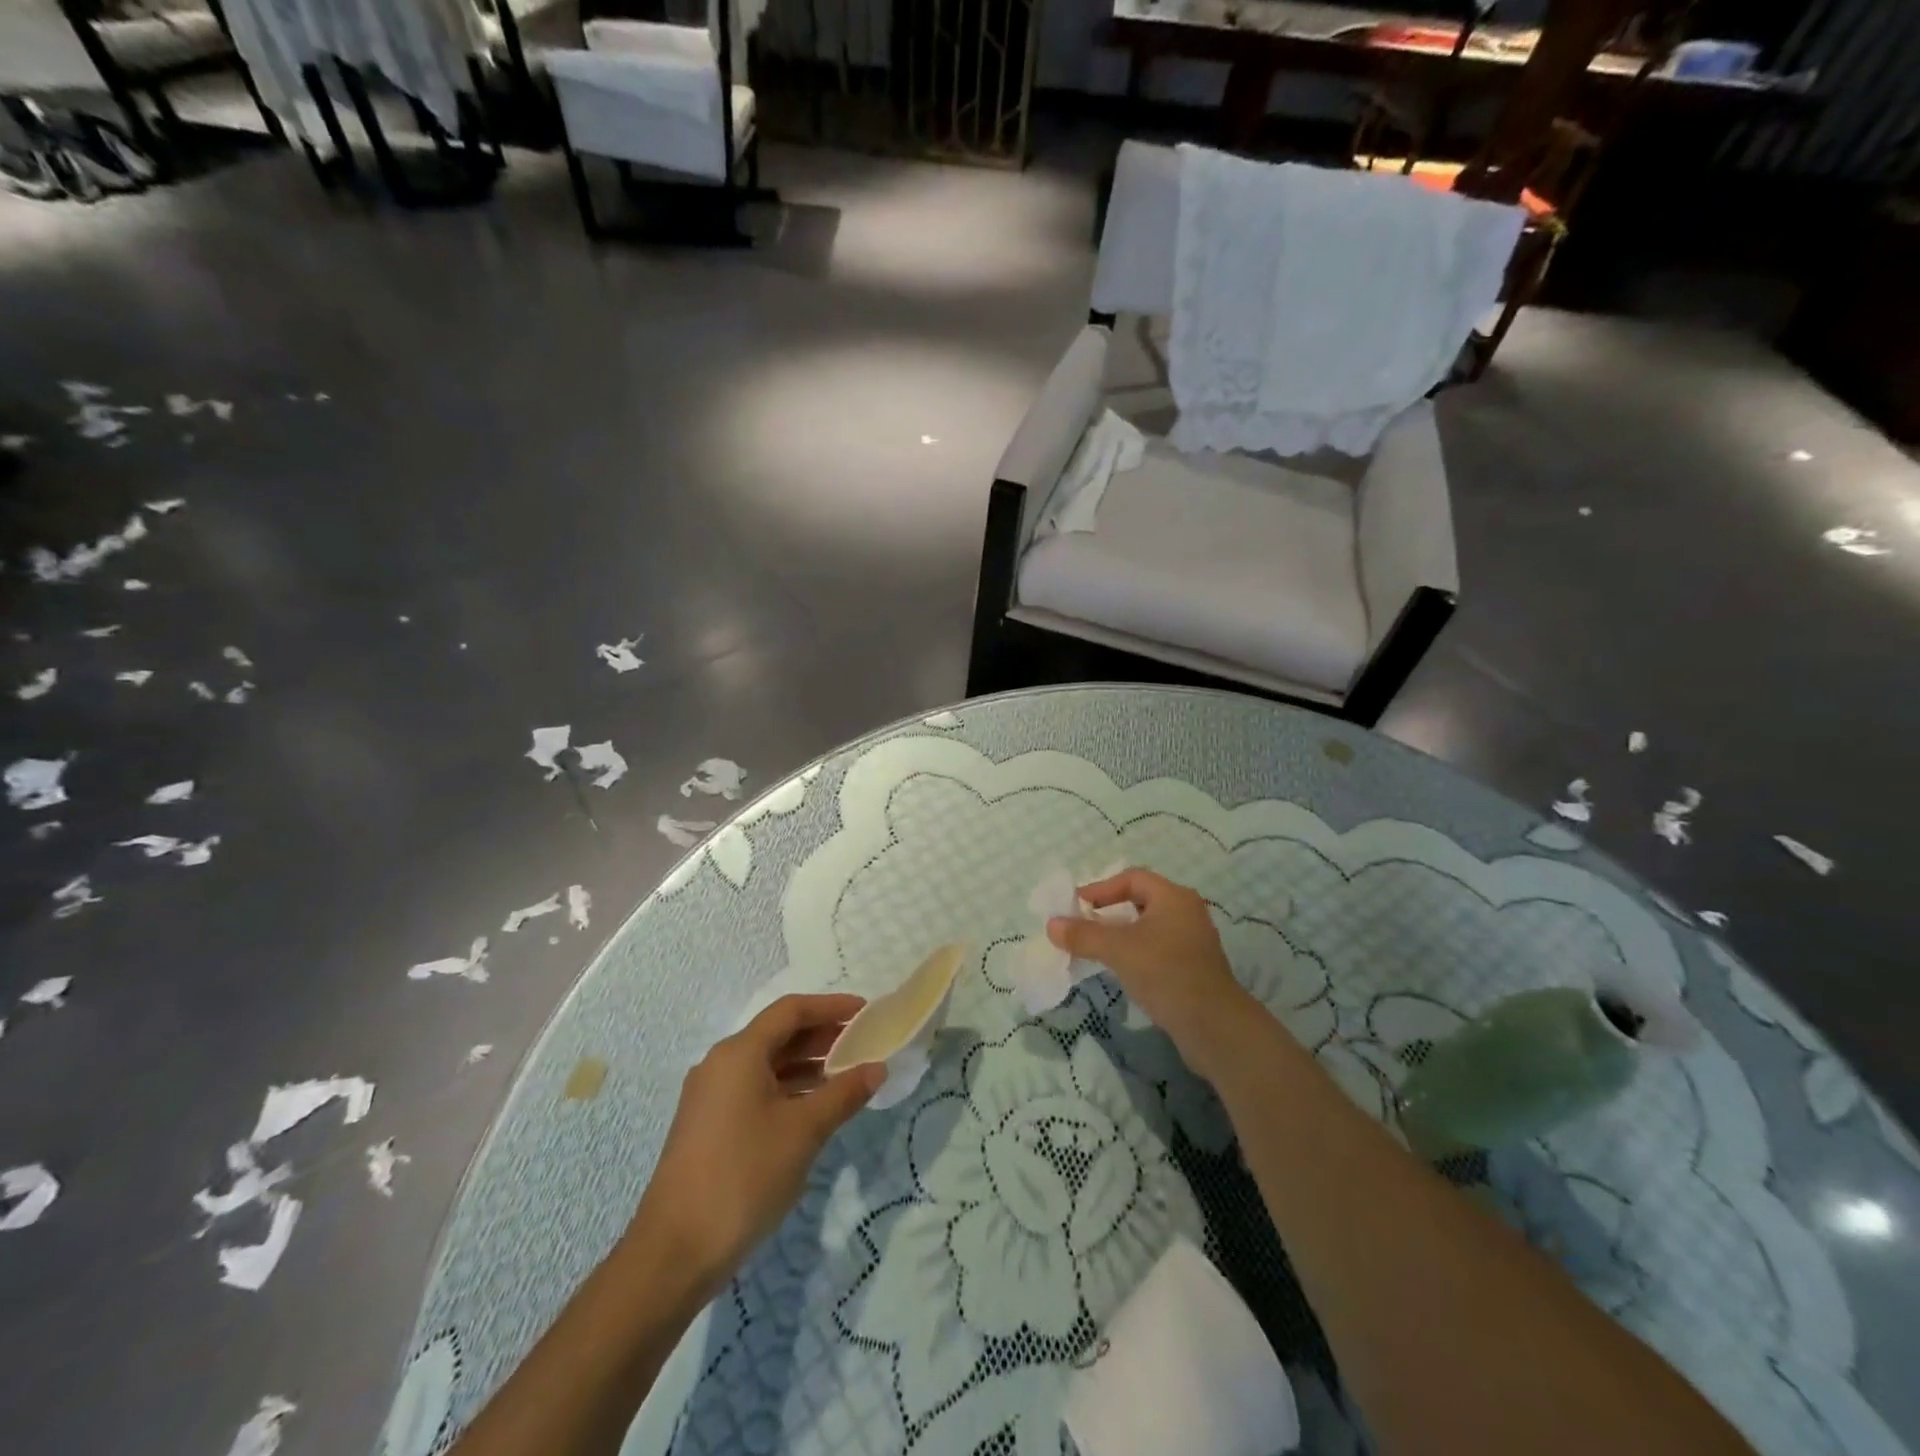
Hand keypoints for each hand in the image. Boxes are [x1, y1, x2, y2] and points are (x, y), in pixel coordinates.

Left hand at [627, 994, 883, 1293]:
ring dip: (807, 1065)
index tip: (866, 1012)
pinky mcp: (709, 1126)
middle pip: (778, 1035)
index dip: (831, 1006)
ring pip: (767, 1065)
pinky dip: (788, 1089)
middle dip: (822, 1036)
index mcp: (739, 1053)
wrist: (674, 1253)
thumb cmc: (744, 1176)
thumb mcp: (804, 1132)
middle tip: (863, 1044)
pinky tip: (814, 1109)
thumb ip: (843, 1094)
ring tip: (847, 1076)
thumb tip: (877, 1068)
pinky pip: (755, 1090)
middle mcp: (721, 1064)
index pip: (791, 1010)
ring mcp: (711, 1097)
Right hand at [1048, 869, 1257, 1072]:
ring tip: (1095, 948)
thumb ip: (1083, 935)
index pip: (1132, 878)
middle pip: (1140, 901)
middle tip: (1082, 926)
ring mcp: (1192, 942)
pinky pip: (1156, 950)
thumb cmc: (1165, 973)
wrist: (1213, 1026)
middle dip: (1108, 912)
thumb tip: (1051, 925)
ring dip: (1120, 935)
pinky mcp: (1193, 968)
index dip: (1101, 888)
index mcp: (1173, 897)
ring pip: (1148, 928)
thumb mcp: (1118, 949)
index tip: (1076, 906)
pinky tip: (1120, 970)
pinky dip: (1134, 953)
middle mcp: (1186, 912)